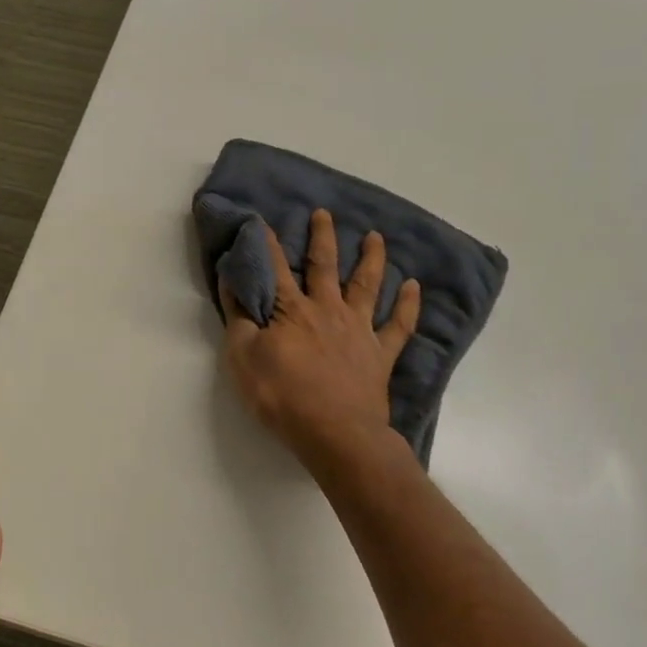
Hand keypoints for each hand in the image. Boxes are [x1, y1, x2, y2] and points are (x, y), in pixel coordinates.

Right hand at [219, 208, 420, 473]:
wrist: (334, 432)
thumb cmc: (281, 395)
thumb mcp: (243, 357)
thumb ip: (238, 318)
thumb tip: (231, 281)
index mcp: (291, 310)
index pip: (275, 269)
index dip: (267, 245)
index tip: (262, 220)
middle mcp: (327, 310)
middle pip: (324, 266)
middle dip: (322, 237)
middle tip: (324, 213)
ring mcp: (358, 329)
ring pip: (366, 285)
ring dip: (371, 259)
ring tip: (375, 237)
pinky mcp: (380, 354)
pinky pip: (398, 325)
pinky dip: (407, 305)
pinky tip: (414, 286)